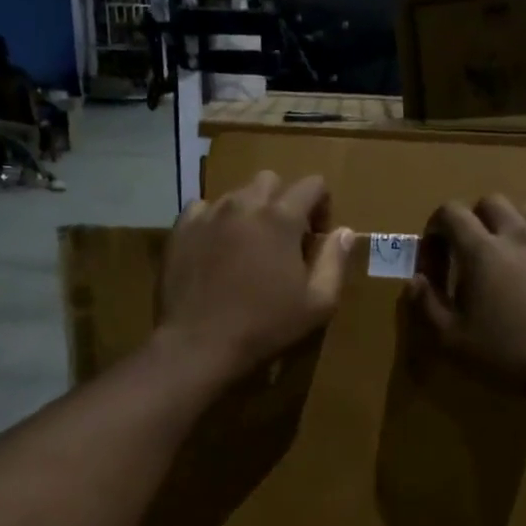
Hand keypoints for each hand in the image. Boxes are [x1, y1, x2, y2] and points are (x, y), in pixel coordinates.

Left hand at [158, 172, 354, 383]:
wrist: (199, 344)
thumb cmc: (265, 326)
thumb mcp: (318, 303)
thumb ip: (335, 261)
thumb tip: (343, 232)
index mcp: (281, 218)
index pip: (312, 184)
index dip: (322, 206)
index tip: (317, 237)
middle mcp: (244, 204)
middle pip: (270, 180)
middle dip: (283, 202)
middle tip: (283, 239)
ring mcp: (208, 214)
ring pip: (236, 194)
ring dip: (249, 211)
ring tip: (248, 247)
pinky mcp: (181, 230)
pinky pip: (203, 209)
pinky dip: (216, 221)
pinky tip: (217, 249)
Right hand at [407, 197, 525, 395]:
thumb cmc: (507, 355)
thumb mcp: (452, 340)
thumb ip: (426, 305)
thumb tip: (416, 280)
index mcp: (481, 251)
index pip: (450, 211)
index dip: (436, 229)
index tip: (437, 259)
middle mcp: (517, 234)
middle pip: (491, 202)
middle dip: (475, 221)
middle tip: (472, 254)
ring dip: (514, 223)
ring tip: (512, 252)